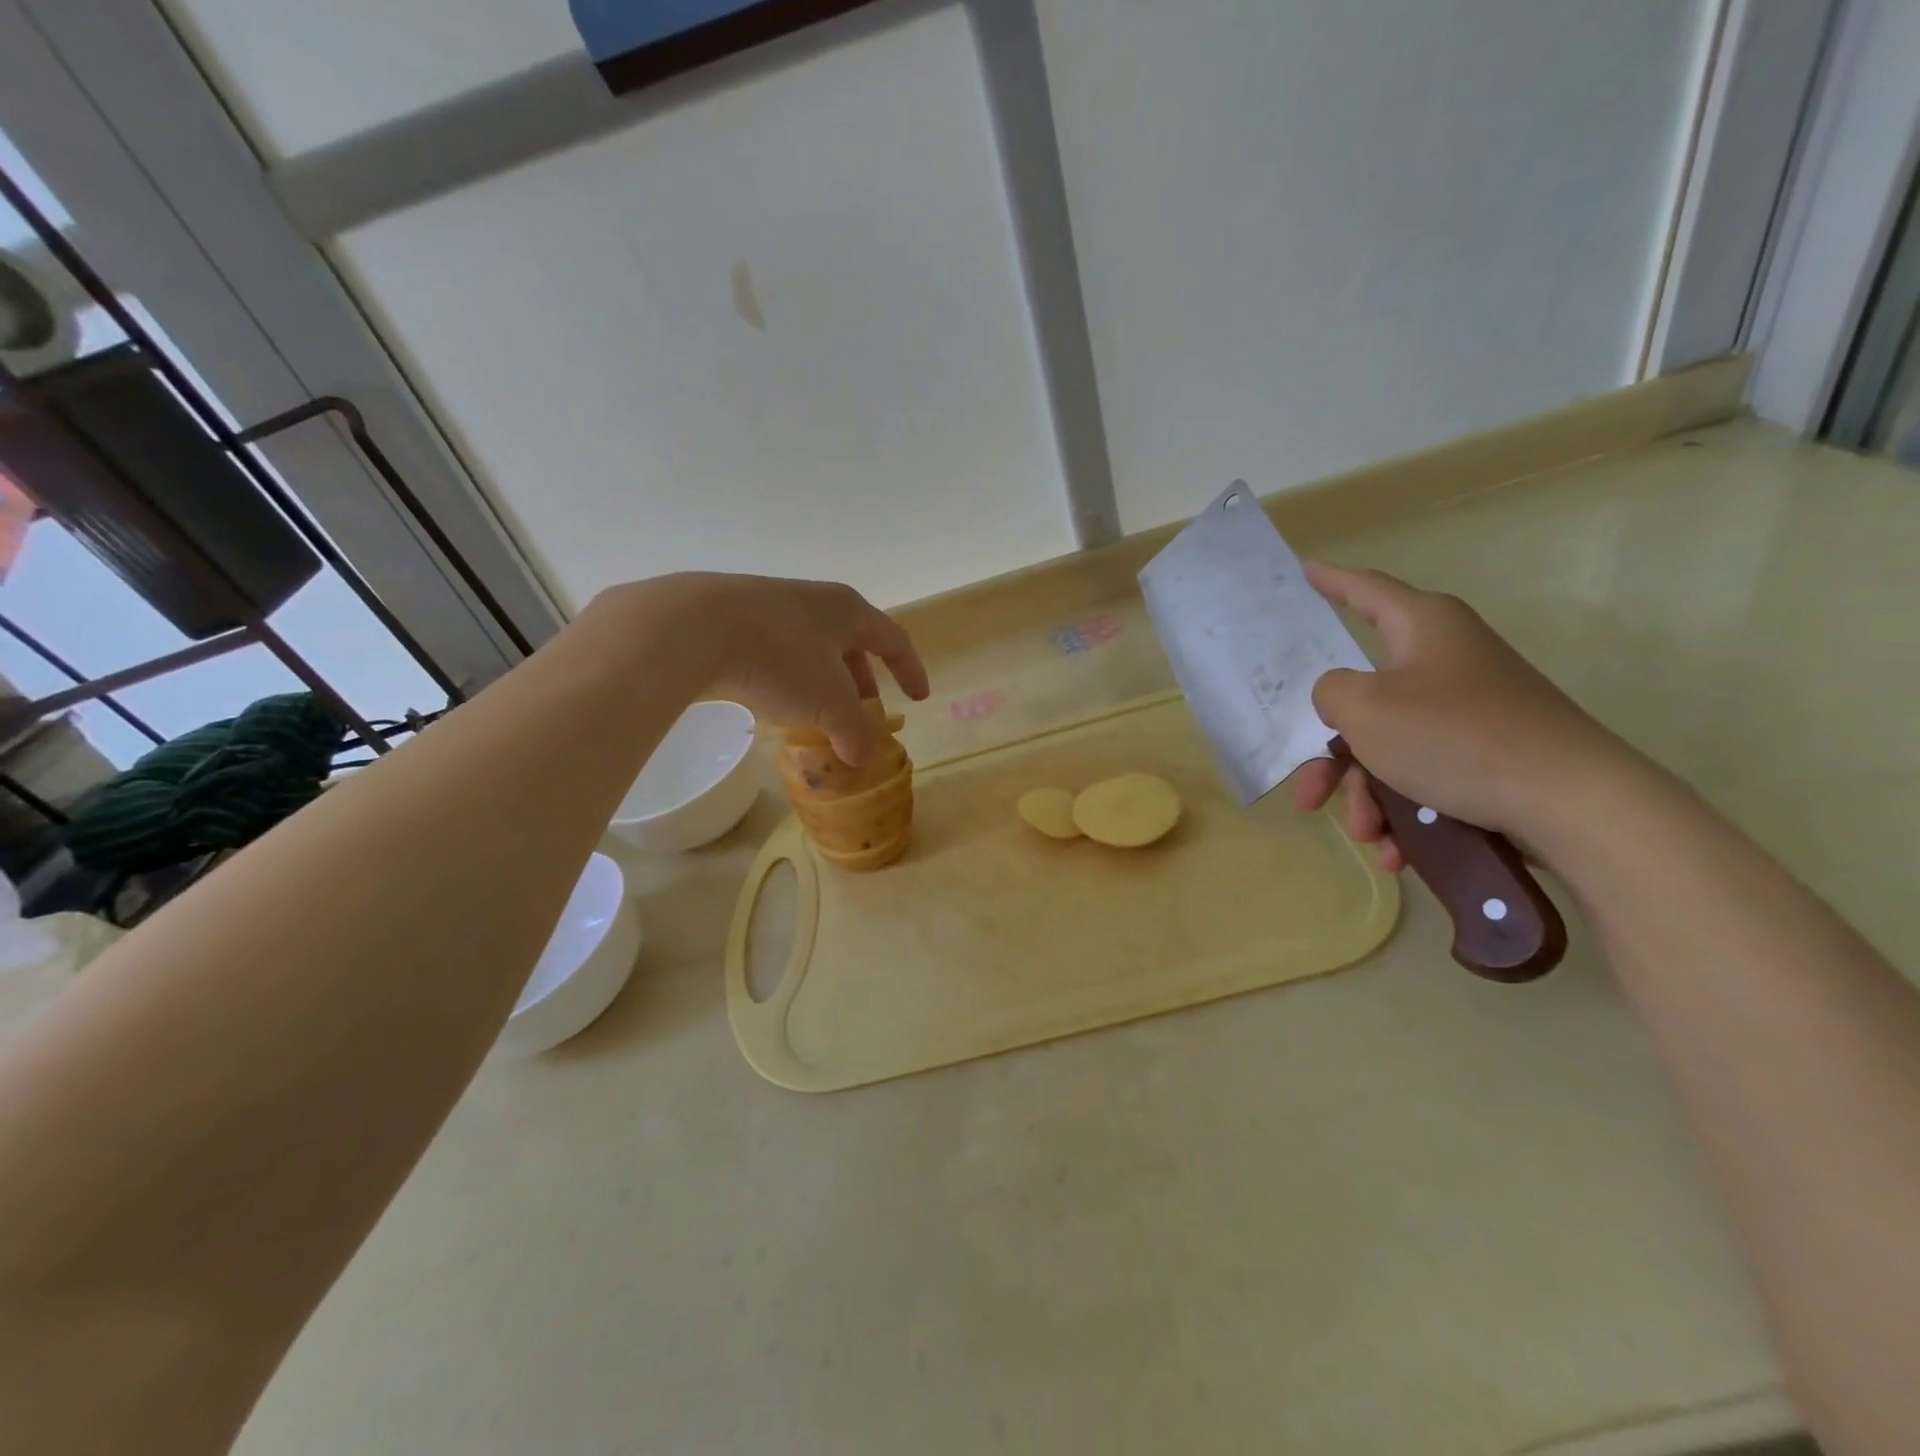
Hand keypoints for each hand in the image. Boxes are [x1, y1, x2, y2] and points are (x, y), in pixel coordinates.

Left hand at [590, 573, 929, 764]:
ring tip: (818, 715)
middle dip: (860, 681)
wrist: (693, 626)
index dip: (910, 670)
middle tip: (863, 713)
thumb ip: (853, 732)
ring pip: (811, 648)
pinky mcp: (733, 618)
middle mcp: (813, 601)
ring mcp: (770, 605)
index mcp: (847, 610)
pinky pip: (776, 651)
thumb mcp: (827, 703)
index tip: (918, 697)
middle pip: (851, 643)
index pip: (893, 639)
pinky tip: (774, 703)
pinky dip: (787, 680)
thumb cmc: (780, 657)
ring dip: (822, 683)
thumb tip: (863, 759)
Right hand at [1290, 562, 1633, 869]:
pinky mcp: (1488, 750)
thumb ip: (1330, 691)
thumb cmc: (1455, 737)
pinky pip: (1425, 772)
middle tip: (1309, 796)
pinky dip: (1405, 808)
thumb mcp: (1365, 709)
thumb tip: (1342, 696)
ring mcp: (1470, 707)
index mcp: (1421, 628)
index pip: (1365, 590)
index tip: (1306, 570)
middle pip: (1364, 699)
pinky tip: (1398, 849)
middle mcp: (1446, 659)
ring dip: (1368, 794)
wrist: (1572, 803)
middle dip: (1333, 757)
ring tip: (1370, 836)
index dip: (1330, 580)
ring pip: (1391, 746)